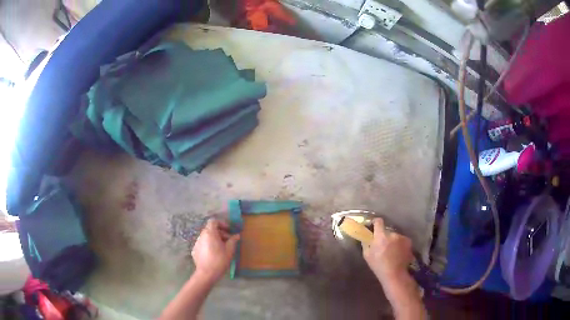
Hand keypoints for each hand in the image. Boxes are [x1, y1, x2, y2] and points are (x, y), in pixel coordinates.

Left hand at [192, 219, 239, 282]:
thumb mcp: (229, 250)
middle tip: (228, 241)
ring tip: (222, 248)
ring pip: (206, 237)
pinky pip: (203, 244)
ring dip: (214, 239)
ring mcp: (197, 243)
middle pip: (210, 229)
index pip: (214, 221)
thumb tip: (236, 236)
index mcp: (210, 233)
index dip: (222, 224)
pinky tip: (214, 254)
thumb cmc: (220, 260)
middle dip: (220, 233)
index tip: (229, 230)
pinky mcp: (195, 250)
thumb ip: (233, 241)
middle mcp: (201, 235)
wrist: (206, 273)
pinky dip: (209, 245)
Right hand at [363, 218, 413, 283]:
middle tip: (383, 245)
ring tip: (392, 251)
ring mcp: (402, 237)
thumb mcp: (367, 255)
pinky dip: (400, 244)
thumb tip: (366, 237)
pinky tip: (398, 253)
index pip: (378, 222)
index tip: (373, 225)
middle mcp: (392, 234)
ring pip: (395, 236)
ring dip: (393, 241)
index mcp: (381, 236)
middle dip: (385, 236)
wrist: (395, 273)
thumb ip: (366, 243)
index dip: (375, 222)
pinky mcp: (409, 242)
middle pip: (387, 231)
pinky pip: (402, 240)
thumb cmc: (378, 265)